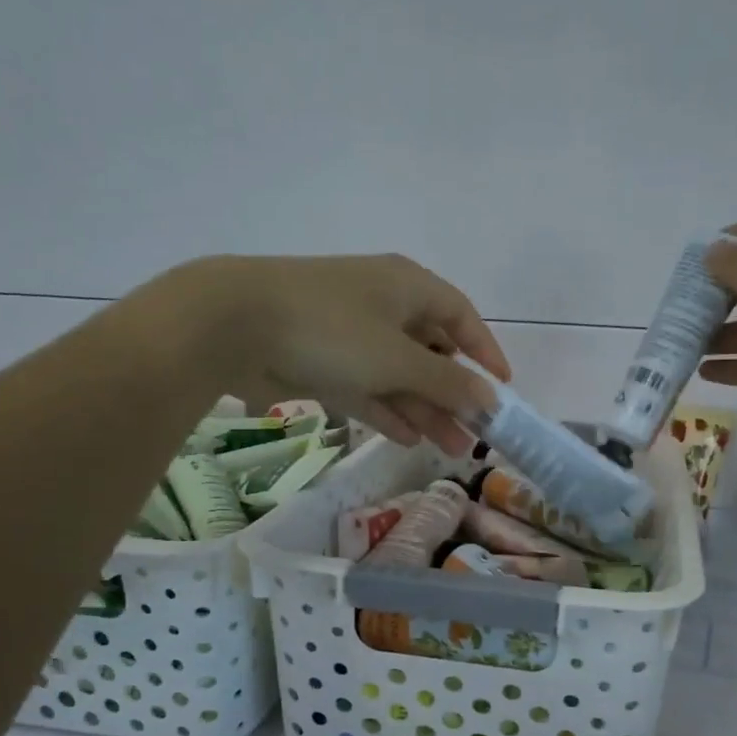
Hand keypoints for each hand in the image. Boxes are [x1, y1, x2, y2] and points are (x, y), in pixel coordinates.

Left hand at [152, 252, 509, 452]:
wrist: (234, 324)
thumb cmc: (333, 330)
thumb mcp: (399, 359)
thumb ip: (448, 383)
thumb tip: (492, 400)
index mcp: (408, 287)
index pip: (461, 316)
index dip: (485, 351)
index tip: (502, 388)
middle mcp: (383, 304)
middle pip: (430, 351)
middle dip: (453, 395)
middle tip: (473, 436)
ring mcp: (349, 333)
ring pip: (398, 374)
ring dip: (424, 410)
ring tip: (448, 449)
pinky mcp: (321, 359)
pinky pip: (366, 386)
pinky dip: (387, 409)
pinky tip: (407, 438)